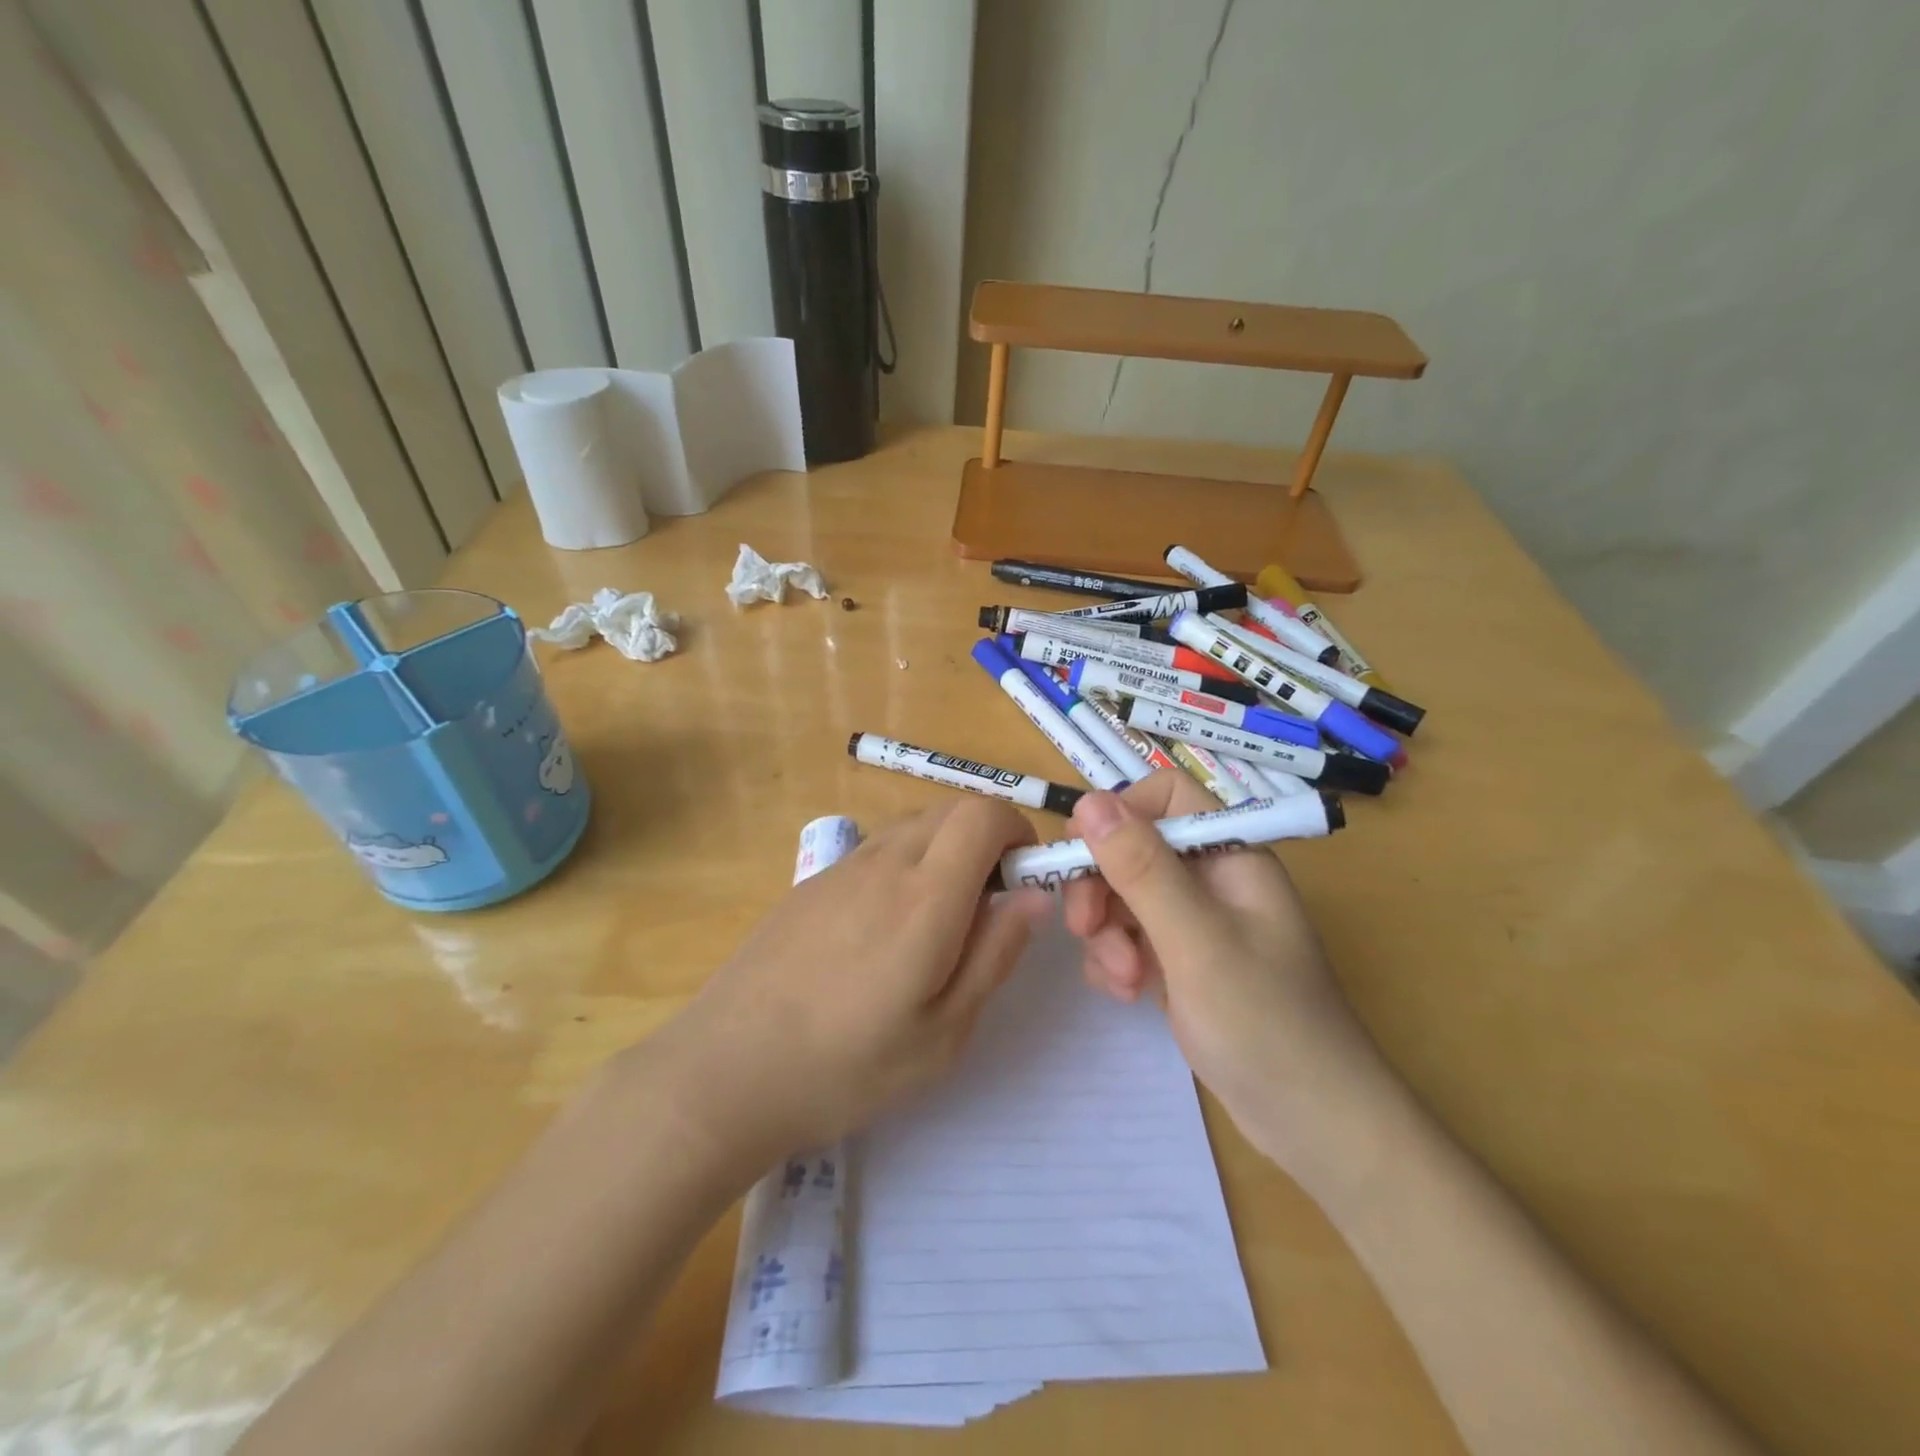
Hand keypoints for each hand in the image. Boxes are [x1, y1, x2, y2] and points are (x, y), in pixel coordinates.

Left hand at [636, 798, 1050, 1174]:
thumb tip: (1033, 895)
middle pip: (951, 808)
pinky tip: (881, 935)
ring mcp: (841, 868)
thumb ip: (995, 953)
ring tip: (935, 926)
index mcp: (926, 894)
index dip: (1016, 830)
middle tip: (986, 907)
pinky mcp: (811, 883)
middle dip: (986, 838)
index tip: (1021, 879)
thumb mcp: (943, 1032)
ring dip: (944, 852)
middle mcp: (884, 861)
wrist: (726, 1071)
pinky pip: (876, 850)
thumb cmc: (847, 1066)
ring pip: (914, 826)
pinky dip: (904, 866)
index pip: (984, 812)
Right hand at [1061, 771, 1388, 1173]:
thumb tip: (1088, 802)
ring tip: (1124, 980)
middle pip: (1134, 847)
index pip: (1164, 795)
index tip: (1084, 859)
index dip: (1119, 816)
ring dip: (1108, 932)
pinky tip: (1127, 993)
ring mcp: (1197, 920)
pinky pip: (1130, 935)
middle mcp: (1213, 877)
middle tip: (1085, 930)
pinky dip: (1117, 958)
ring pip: (1124, 894)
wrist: (1313, 1124)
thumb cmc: (1264, 1023)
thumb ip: (1141, 867)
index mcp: (1231, 853)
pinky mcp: (1183, 959)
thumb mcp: (1196, 939)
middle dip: (1103, 886)